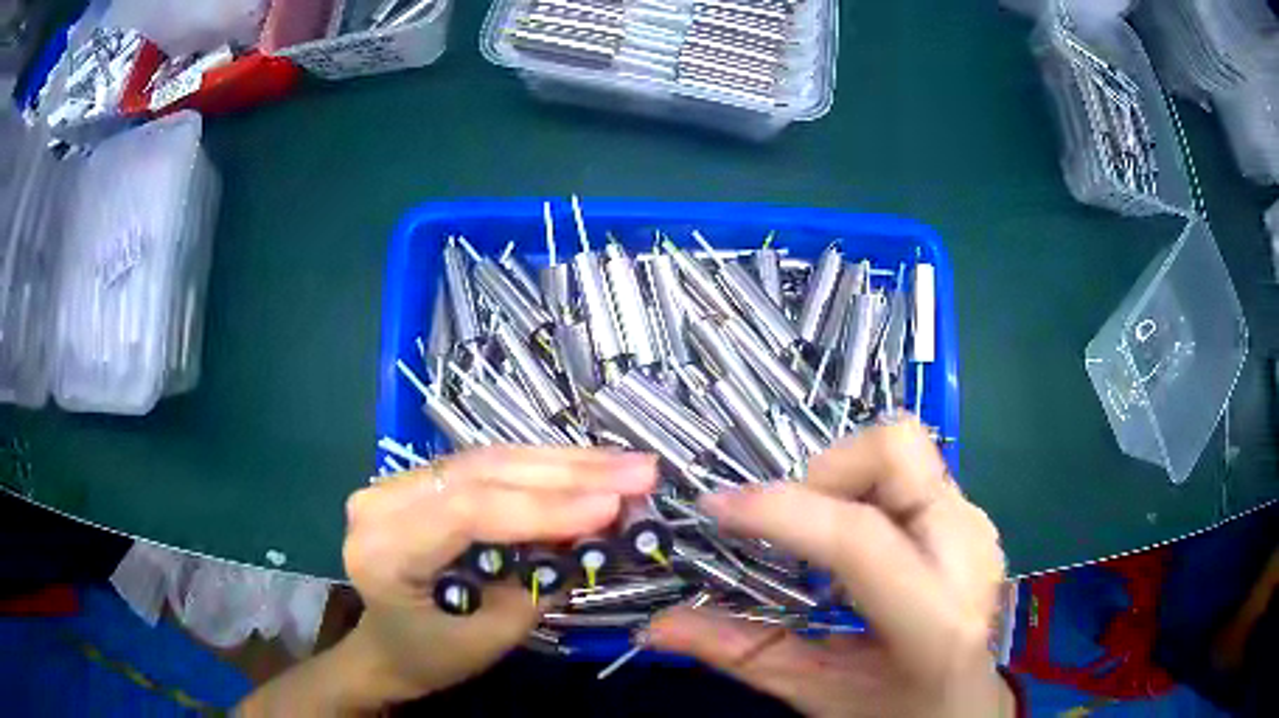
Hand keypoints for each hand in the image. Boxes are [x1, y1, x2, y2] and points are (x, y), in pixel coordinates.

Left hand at [240, 446, 656, 714]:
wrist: (387, 647)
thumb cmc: (432, 655)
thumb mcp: (490, 636)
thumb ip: (538, 583)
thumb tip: (599, 534)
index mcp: (382, 550)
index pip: (467, 512)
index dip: (544, 506)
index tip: (614, 507)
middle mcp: (379, 502)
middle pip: (482, 473)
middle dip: (569, 473)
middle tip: (640, 471)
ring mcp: (395, 483)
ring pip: (490, 460)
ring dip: (564, 463)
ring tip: (628, 465)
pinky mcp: (419, 480)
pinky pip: (485, 467)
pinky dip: (541, 468)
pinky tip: (587, 467)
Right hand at [648, 419, 1012, 717]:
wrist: (969, 706)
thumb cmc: (899, 711)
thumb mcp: (817, 693)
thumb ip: (739, 654)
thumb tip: (658, 625)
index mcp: (932, 618)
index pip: (858, 537)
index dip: (780, 511)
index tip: (718, 508)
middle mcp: (967, 553)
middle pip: (896, 448)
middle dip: (825, 471)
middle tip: (791, 522)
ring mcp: (977, 527)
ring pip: (903, 447)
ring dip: (843, 480)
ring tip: (822, 541)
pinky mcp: (973, 517)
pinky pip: (912, 471)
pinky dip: (866, 493)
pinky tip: (858, 548)